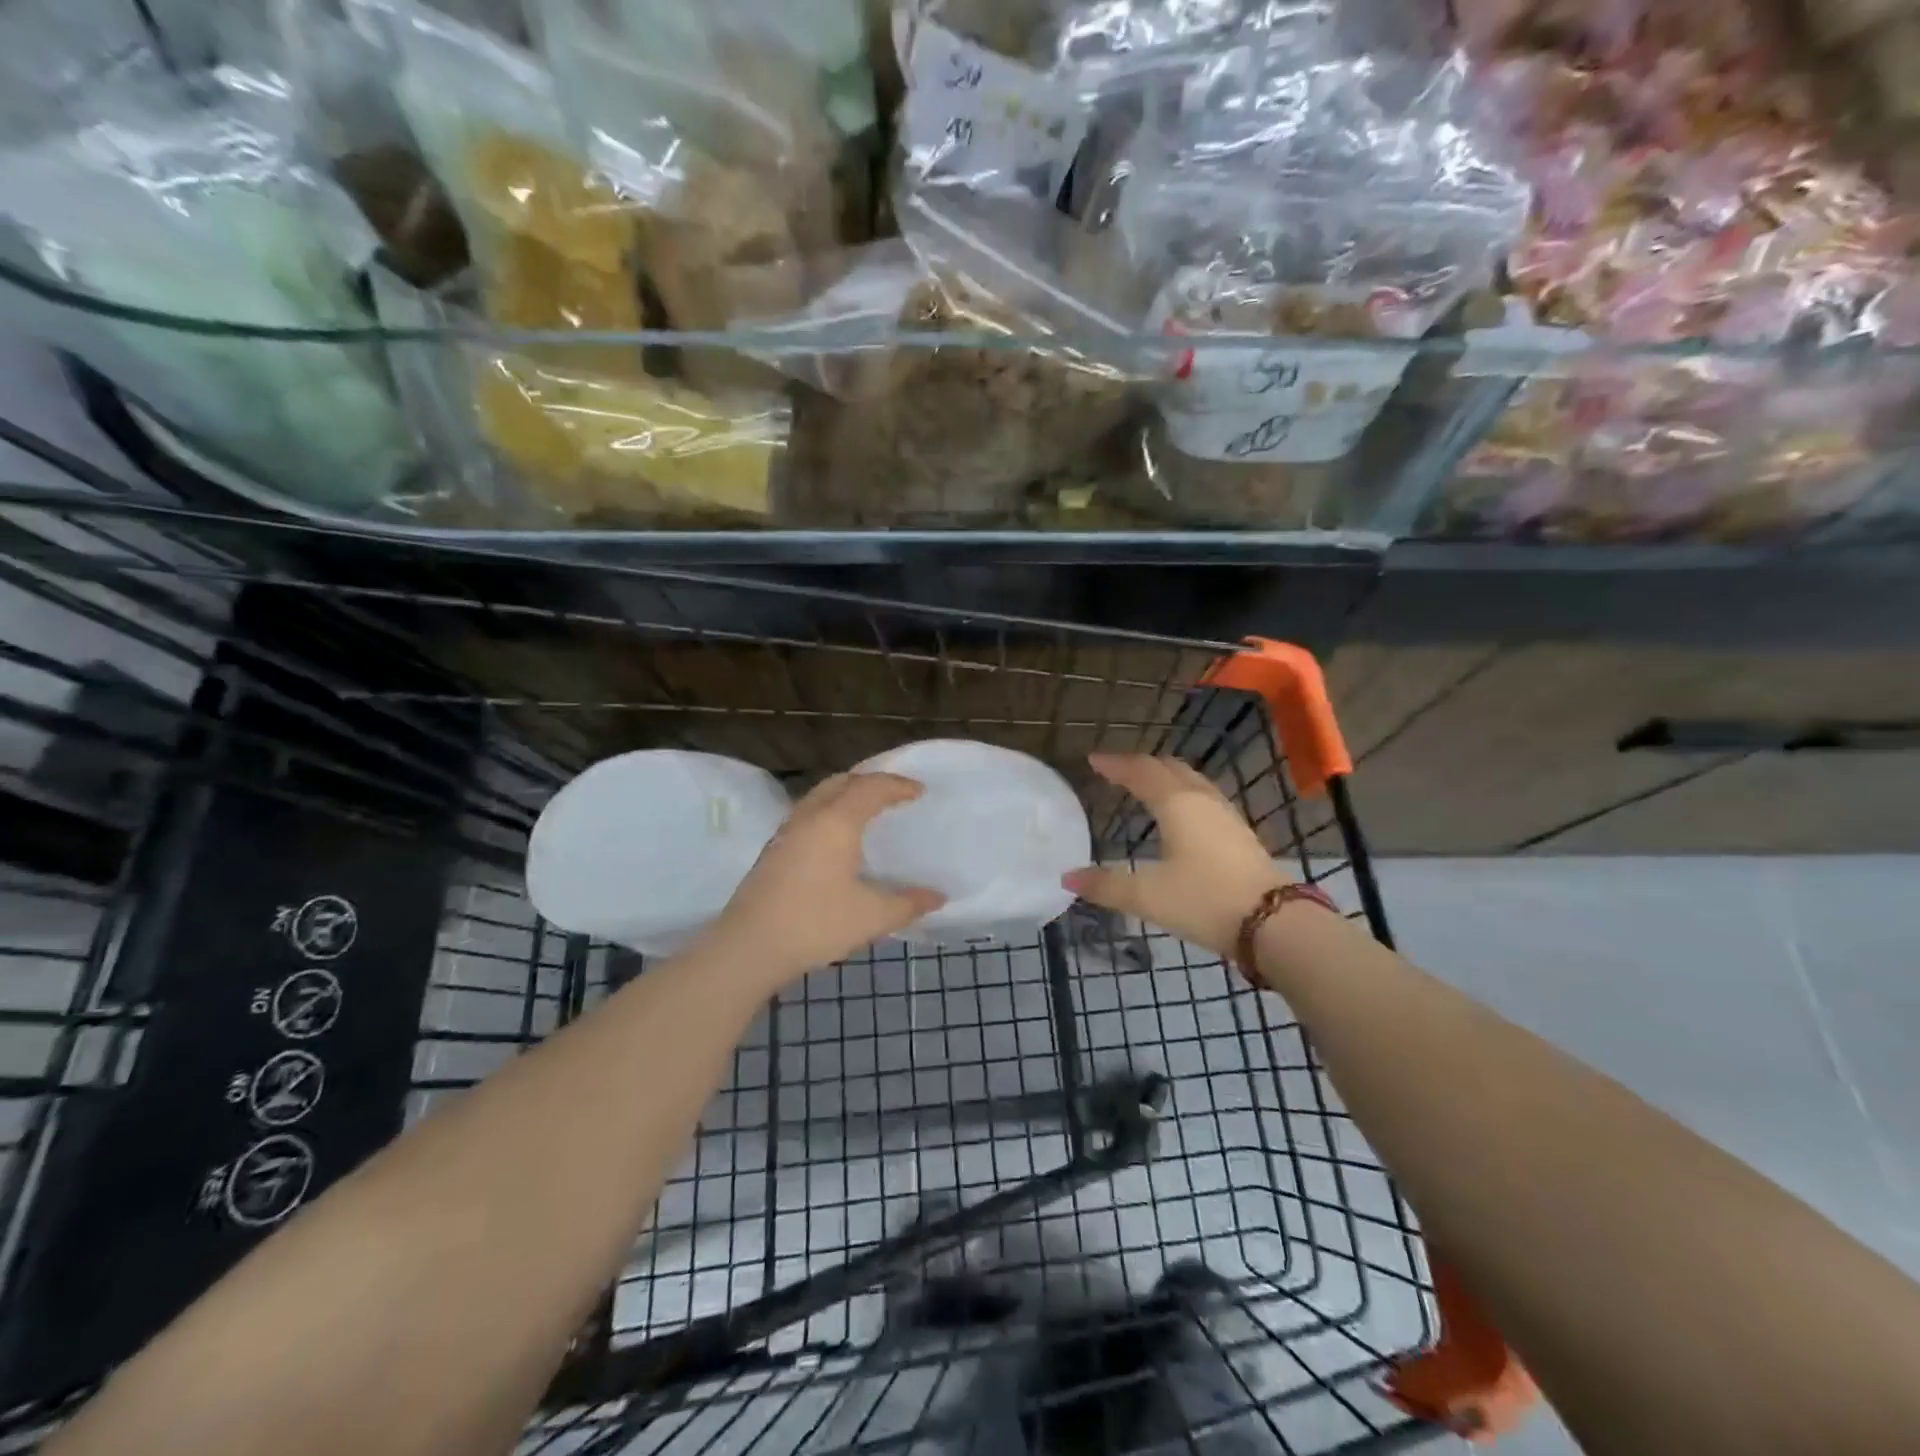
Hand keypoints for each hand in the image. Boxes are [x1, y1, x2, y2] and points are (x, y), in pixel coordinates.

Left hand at [697, 773, 944, 986]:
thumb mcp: (871, 917)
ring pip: (820, 795)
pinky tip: (836, 838)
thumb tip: (937, 897)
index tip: (919, 791)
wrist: (748, 947)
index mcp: (836, 821)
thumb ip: (908, 904)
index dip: (897, 785)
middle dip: (870, 781)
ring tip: (866, 810)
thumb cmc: (815, 924)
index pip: (871, 788)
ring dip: (846, 794)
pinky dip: (829, 810)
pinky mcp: (773, 850)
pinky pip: (808, 813)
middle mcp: (809, 817)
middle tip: (893, 793)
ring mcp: (786, 832)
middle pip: (841, 782)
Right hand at [1063, 754, 1287, 960]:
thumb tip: (1068, 877)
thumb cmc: (1204, 900)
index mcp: (1176, 804)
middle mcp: (1202, 800)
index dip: (1116, 764)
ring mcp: (1226, 815)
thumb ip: (1106, 885)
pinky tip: (1183, 814)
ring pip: (1192, 780)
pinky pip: (1205, 797)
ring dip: (1166, 776)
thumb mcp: (1147, 896)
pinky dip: (1184, 793)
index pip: (1141, 772)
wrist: (1274, 923)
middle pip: (1169, 768)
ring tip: (1148, 785)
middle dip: (1141, 765)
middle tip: (1118, 770)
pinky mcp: (1240, 834)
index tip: (1093, 759)